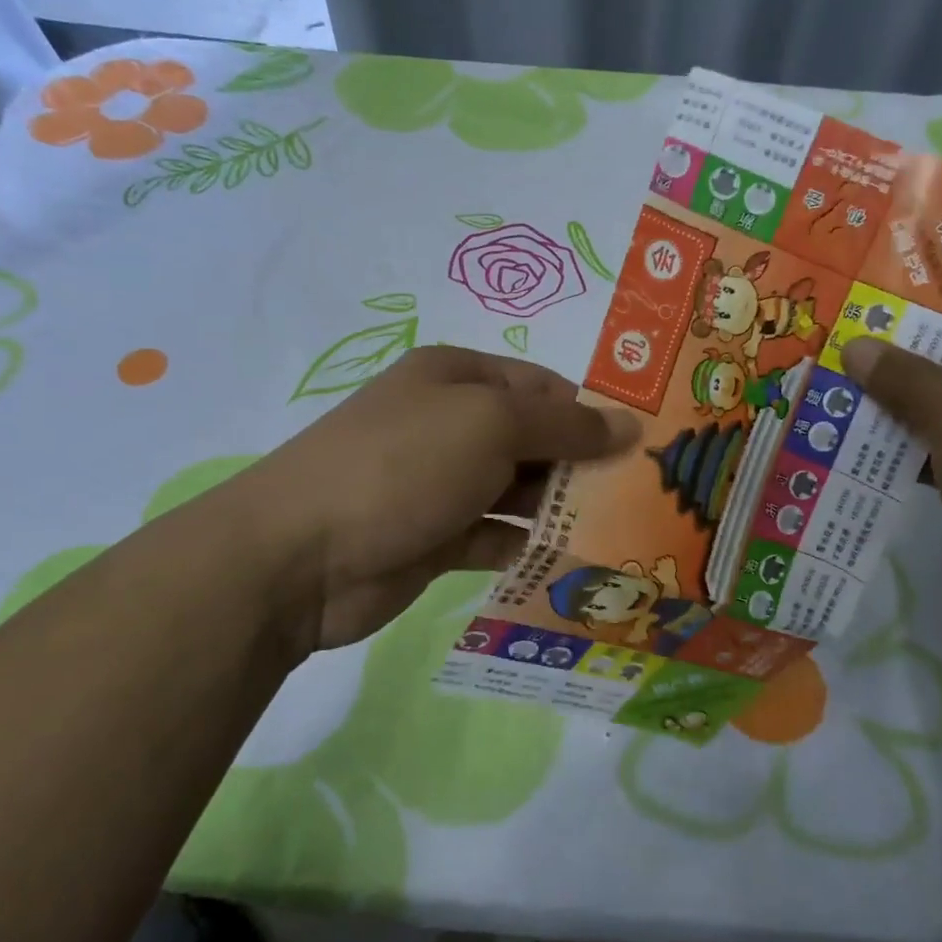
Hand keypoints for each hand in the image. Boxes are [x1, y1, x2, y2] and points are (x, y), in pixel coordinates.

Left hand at [225, 346, 637, 651]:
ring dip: (560, 509)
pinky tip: (568, 563)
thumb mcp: (491, 424)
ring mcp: (440, 483)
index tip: (643, 447)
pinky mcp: (434, 537)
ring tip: (618, 532)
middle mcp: (450, 423)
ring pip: (518, 490)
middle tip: (641, 497)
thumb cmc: (403, 465)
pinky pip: (495, 536)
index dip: (592, 411)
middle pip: (533, 438)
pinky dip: (527, 546)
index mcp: (458, 378)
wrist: (299, 556)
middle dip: (582, 464)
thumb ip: (564, 424)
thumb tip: (627, 424)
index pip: (542, 385)